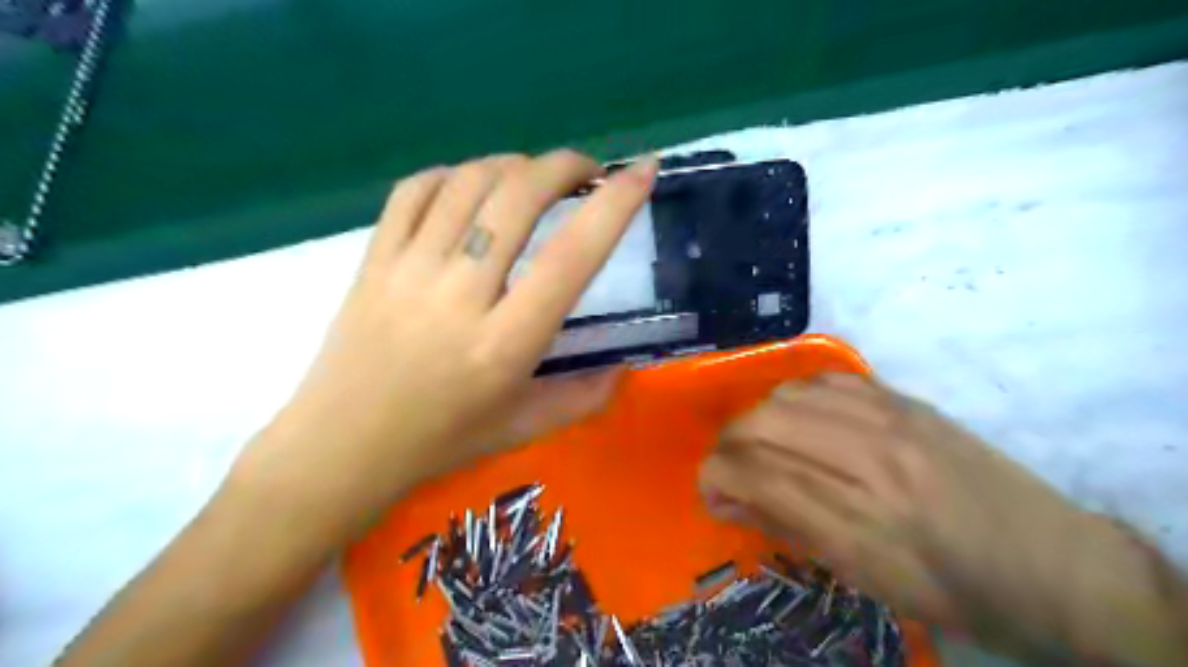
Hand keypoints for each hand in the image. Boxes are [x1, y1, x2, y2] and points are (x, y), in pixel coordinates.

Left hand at [232, 149, 658, 530]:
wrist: (341, 447)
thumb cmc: (440, 442)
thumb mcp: (524, 429)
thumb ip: (584, 398)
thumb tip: (623, 367)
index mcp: (504, 344)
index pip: (571, 257)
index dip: (614, 205)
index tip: (642, 171)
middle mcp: (460, 295)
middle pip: (516, 197)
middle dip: (563, 166)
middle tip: (585, 172)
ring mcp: (408, 270)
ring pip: (468, 183)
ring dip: (513, 165)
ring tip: (533, 179)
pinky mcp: (372, 259)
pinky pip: (414, 191)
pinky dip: (453, 174)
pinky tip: (471, 187)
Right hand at [699, 372, 1176, 665]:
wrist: (1050, 561)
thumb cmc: (949, 589)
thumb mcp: (863, 578)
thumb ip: (789, 527)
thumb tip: (731, 496)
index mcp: (856, 520)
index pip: (753, 475)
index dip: (714, 478)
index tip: (712, 493)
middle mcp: (866, 458)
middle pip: (761, 424)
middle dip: (728, 446)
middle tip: (732, 470)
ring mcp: (888, 420)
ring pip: (787, 395)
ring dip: (759, 419)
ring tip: (766, 444)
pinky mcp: (904, 400)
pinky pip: (825, 380)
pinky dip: (796, 398)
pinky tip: (803, 419)